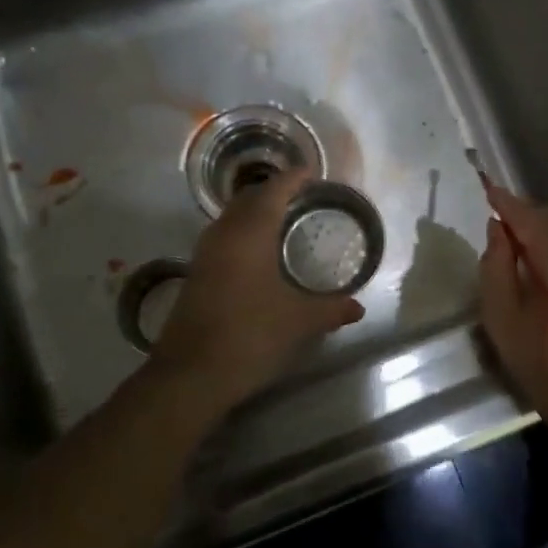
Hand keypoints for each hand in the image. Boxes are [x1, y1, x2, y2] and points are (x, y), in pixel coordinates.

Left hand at [147, 169, 364, 412]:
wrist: (189, 374)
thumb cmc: (250, 335)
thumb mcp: (298, 321)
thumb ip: (330, 309)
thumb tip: (358, 307)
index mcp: (250, 233)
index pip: (273, 191)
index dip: (293, 179)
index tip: (312, 173)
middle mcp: (224, 235)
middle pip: (249, 199)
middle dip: (274, 192)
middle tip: (301, 196)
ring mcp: (205, 254)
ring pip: (232, 218)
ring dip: (255, 212)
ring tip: (282, 220)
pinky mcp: (196, 274)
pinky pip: (223, 238)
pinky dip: (243, 233)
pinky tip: (258, 254)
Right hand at [477, 186, 547, 425]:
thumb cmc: (547, 366)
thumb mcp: (503, 318)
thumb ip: (496, 265)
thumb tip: (498, 230)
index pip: (527, 215)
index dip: (504, 202)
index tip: (486, 188)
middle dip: (525, 216)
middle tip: (499, 226)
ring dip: (545, 231)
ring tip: (520, 246)